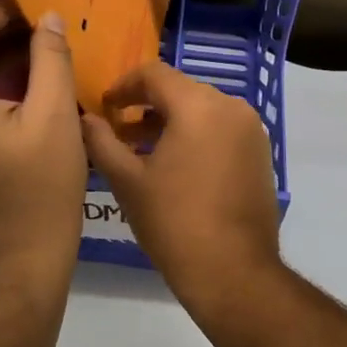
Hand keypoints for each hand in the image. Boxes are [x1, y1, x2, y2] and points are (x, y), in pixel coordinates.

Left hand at [0, 0, 87, 286]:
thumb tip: (49, 16)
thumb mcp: (55, 118)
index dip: (4, 7)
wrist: (16, 269)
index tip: (46, 7)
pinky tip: (35, 78)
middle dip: (5, 27)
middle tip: (53, 24)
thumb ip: (51, 58)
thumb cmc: (39, 195)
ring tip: (50, 47)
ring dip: (2, 52)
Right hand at [81, 62, 281, 311]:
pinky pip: (221, 129)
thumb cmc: (174, 222)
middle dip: (147, 105)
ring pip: (202, 109)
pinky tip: (175, 166)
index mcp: (199, 105)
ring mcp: (251, 130)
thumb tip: (86, 119)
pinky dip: (196, 135)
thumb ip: (102, 142)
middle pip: (180, 90)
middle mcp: (231, 107)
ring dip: (171, 122)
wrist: (234, 272)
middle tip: (119, 131)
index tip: (105, 108)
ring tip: (142, 152)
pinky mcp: (260, 153)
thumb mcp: (127, 181)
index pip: (155, 74)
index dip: (124, 86)